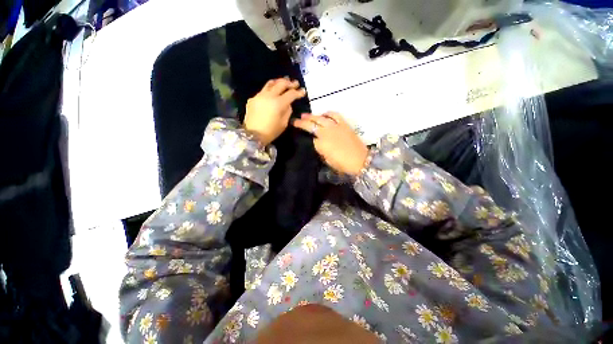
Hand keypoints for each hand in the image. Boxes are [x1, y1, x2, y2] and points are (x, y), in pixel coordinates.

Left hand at [244, 78, 306, 144]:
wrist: (253, 135)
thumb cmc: (271, 132)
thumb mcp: (284, 123)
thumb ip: (288, 111)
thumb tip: (288, 104)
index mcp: (278, 103)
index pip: (291, 94)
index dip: (298, 92)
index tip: (303, 91)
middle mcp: (269, 96)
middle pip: (281, 84)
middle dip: (290, 83)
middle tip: (295, 83)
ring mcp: (259, 95)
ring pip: (270, 84)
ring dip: (279, 82)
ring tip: (283, 82)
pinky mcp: (252, 98)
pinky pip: (263, 91)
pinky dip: (270, 90)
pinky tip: (272, 93)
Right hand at [293, 112, 368, 175]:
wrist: (360, 160)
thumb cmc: (342, 164)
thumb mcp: (327, 160)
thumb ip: (320, 150)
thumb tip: (317, 143)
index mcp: (321, 144)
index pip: (310, 138)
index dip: (305, 137)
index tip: (301, 135)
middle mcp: (326, 132)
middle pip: (311, 125)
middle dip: (302, 122)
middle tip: (295, 120)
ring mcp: (335, 126)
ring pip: (320, 118)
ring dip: (312, 116)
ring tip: (305, 115)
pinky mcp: (343, 124)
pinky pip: (334, 115)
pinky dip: (328, 113)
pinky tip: (324, 114)